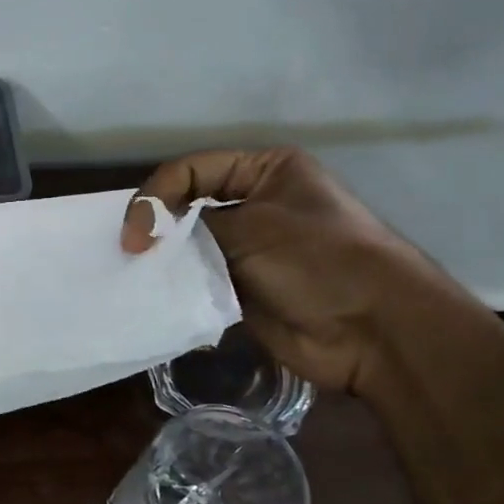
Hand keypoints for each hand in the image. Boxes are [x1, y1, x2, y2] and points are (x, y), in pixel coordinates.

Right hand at [120, 147, 460, 395]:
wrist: (375, 332)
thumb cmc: (319, 261)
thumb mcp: (252, 229)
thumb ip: (191, 225)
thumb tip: (149, 237)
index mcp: (267, 171)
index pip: (193, 170)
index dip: (157, 196)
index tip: (135, 236)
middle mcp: (257, 204)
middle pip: (188, 206)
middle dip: (157, 228)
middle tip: (129, 255)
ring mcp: (251, 249)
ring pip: (190, 247)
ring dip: (165, 260)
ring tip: (135, 276)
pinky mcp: (244, 289)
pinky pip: (199, 282)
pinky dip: (178, 288)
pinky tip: (156, 296)